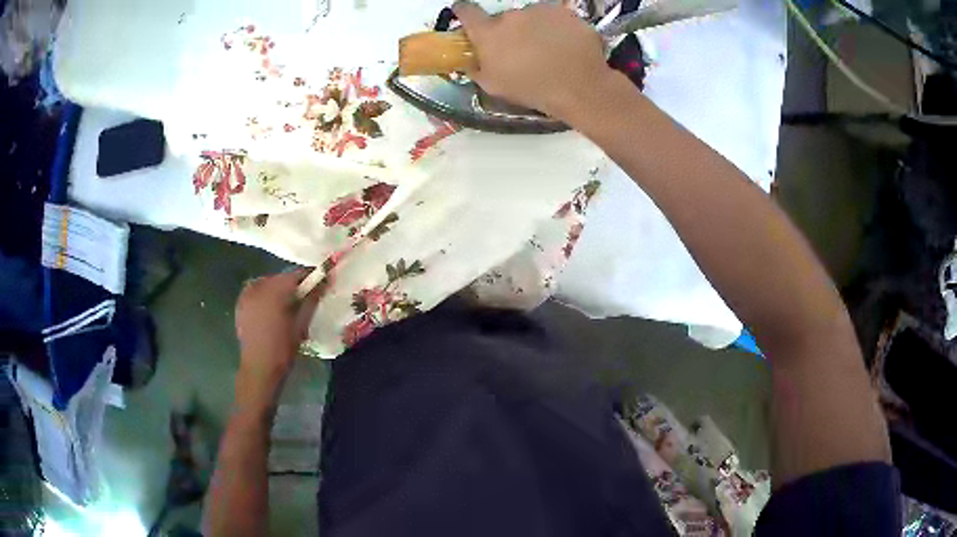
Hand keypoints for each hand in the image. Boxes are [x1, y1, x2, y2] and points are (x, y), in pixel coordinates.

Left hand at [234, 269, 317, 389]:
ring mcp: (246, 294)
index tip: (321, 282)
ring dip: (279, 289)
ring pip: (268, 284)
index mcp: (274, 290)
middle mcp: (258, 286)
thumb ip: (311, 299)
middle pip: (281, 278)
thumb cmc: (283, 348)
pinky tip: (272, 309)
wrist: (260, 367)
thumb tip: (323, 281)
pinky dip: (266, 296)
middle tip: (305, 296)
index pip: (296, 274)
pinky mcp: (240, 304)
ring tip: (288, 304)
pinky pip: (257, 292)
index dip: (310, 277)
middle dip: (294, 284)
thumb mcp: (302, 323)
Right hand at [452, 1, 614, 120]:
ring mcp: (540, 11)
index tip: (465, 15)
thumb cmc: (532, 90)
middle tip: (522, 51)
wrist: (580, 87)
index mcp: (488, 33)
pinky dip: (557, 30)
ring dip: (534, 29)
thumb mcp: (493, 87)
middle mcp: (511, 15)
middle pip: (504, 19)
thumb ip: (476, 68)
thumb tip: (471, 60)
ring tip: (548, 51)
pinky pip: (555, 19)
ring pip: (531, 17)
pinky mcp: (565, 12)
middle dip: (509, 31)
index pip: (466, 11)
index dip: (464, 12)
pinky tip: (566, 47)